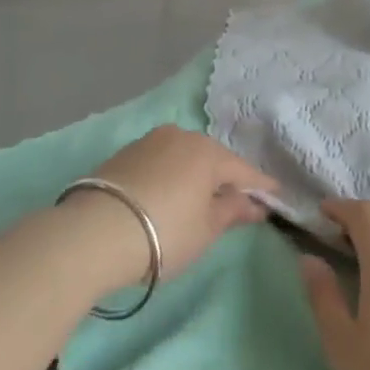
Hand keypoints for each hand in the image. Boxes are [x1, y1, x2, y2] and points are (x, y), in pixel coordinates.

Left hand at [68, 127, 276, 286]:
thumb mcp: (205, 230)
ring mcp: (150, 141)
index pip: (243, 170)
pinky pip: (161, 161)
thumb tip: (253, 204)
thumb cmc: (164, 233)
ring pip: (184, 156)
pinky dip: (170, 175)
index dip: (260, 186)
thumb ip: (232, 212)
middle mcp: (181, 136)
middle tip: (236, 199)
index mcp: (208, 152)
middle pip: (212, 158)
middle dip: (225, 177)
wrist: (94, 233)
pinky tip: (168, 193)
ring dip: (195, 174)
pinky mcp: (125, 153)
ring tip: (199, 197)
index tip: (275, 196)